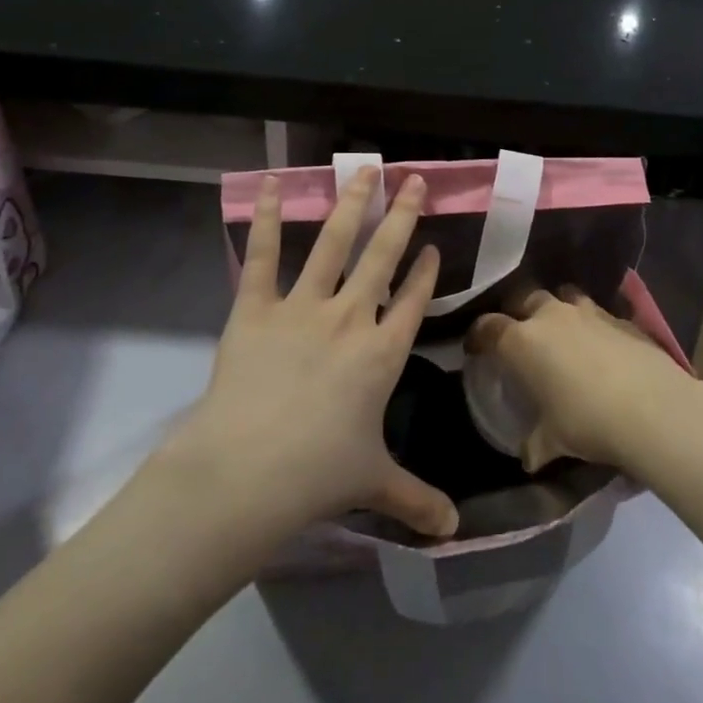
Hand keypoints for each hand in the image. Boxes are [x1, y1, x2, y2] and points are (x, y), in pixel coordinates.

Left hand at [186, 166, 459, 539]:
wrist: (248, 472)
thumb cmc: (318, 475)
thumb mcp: (374, 484)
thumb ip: (416, 501)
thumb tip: (455, 534)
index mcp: (383, 353)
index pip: (414, 301)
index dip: (426, 271)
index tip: (434, 245)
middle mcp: (351, 318)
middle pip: (383, 256)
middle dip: (402, 216)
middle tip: (415, 180)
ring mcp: (303, 307)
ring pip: (334, 243)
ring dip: (352, 203)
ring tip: (365, 169)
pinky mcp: (255, 308)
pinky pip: (261, 255)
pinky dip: (263, 216)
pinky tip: (268, 182)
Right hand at [466, 287, 702, 474]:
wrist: (652, 408)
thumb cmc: (587, 422)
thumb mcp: (554, 440)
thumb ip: (535, 444)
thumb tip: (528, 458)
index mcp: (522, 341)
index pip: (488, 327)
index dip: (478, 336)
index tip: (475, 348)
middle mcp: (550, 316)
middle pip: (523, 298)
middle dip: (517, 312)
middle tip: (519, 335)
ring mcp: (588, 311)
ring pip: (562, 296)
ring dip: (557, 310)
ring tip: (560, 332)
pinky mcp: (620, 317)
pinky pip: (596, 312)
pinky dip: (591, 324)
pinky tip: (599, 345)